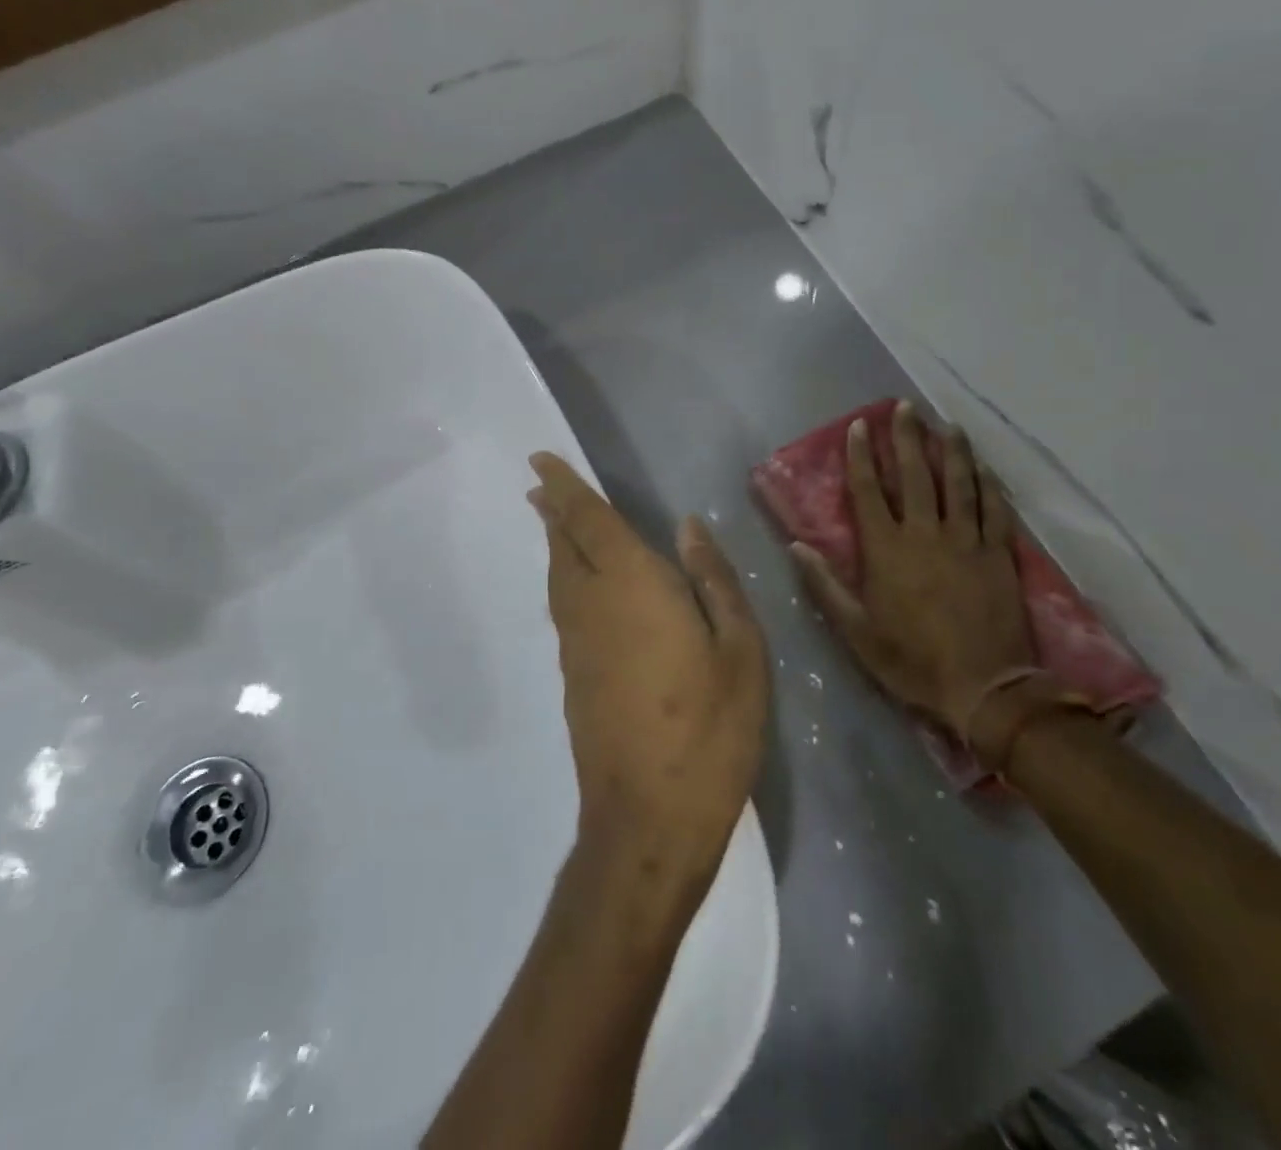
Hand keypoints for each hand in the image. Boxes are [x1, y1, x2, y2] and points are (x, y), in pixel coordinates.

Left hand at [528, 454, 768, 896]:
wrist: (648, 819)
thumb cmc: (710, 728)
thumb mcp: (740, 649)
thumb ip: (712, 580)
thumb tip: (688, 527)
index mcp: (633, 586)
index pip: (589, 522)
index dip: (564, 488)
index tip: (540, 461)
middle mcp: (592, 605)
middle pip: (564, 545)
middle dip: (553, 511)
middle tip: (540, 486)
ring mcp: (576, 645)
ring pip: (558, 578)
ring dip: (555, 544)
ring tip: (554, 523)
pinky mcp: (572, 678)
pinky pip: (565, 609)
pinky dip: (565, 580)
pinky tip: (579, 587)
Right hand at [792, 401, 1035, 744]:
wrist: (984, 688)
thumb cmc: (910, 660)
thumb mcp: (856, 631)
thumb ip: (825, 584)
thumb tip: (796, 545)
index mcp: (886, 550)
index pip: (868, 491)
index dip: (861, 456)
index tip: (859, 426)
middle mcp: (925, 534)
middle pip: (913, 475)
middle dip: (906, 438)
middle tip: (903, 407)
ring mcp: (967, 541)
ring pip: (957, 484)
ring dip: (950, 451)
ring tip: (945, 425)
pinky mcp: (999, 555)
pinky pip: (994, 510)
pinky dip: (988, 485)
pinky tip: (984, 468)